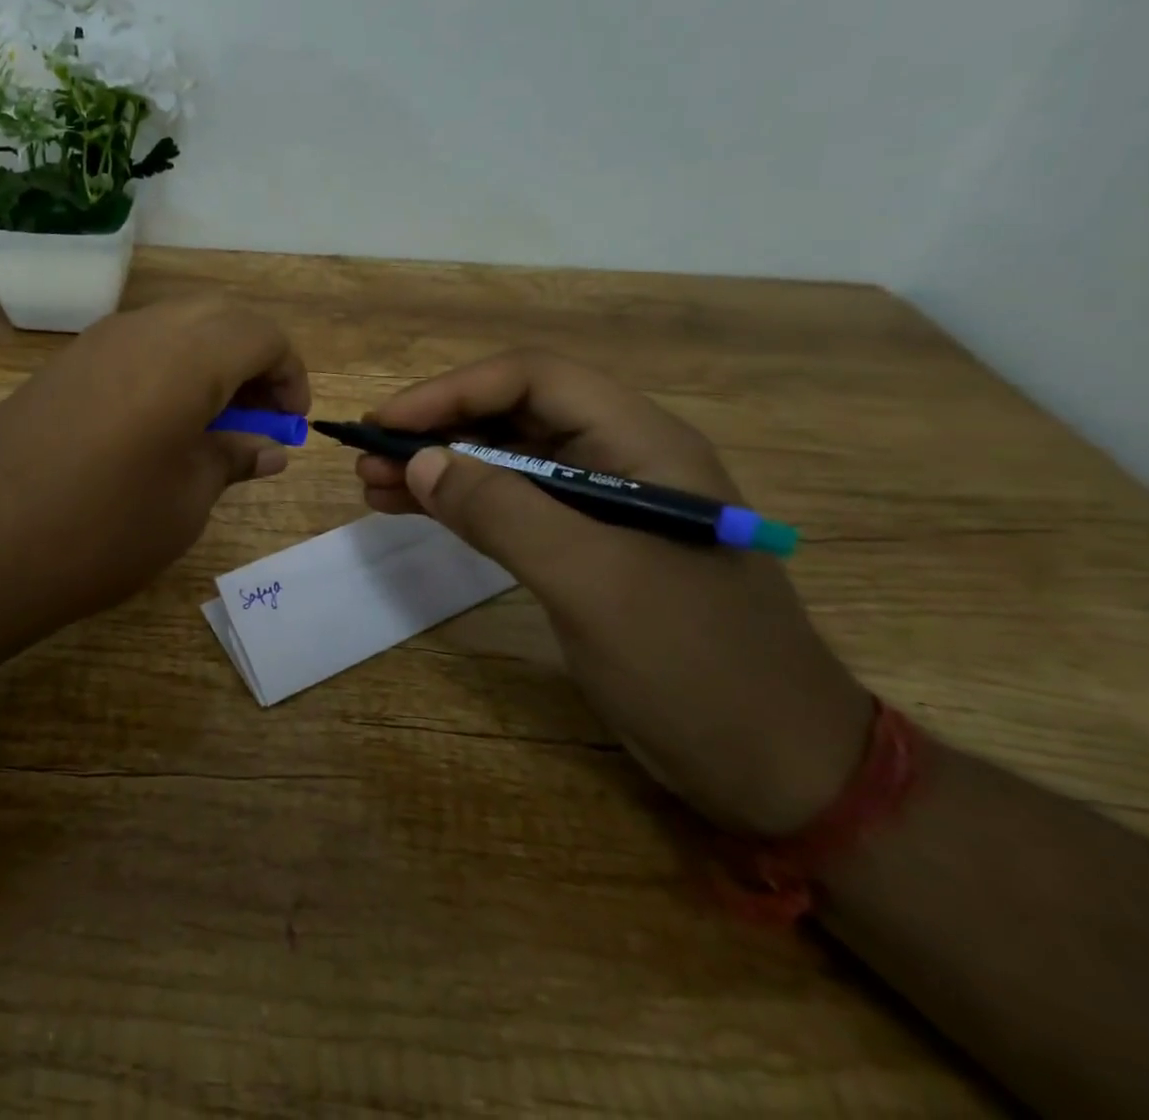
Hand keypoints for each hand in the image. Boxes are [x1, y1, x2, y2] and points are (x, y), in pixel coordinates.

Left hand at [0, 297, 307, 636]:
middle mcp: (142, 330)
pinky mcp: (62, 365)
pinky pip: (134, 347)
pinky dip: (165, 369)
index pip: (263, 334)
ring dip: (208, 362)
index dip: (290, 375)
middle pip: (220, 318)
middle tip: (256, 418)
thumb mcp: (186, 499)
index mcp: (187, 355)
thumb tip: (268, 448)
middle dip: (253, 360)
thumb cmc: (103, 527)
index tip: (290, 423)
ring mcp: (94, 342)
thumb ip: (233, 459)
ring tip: (209, 425)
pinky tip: (156, 426)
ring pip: (174, 327)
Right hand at [357, 351, 872, 835]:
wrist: (780, 769)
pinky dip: (459, 504)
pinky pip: (510, 506)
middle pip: (514, 414)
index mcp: (641, 443)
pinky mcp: (585, 548)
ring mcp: (602, 506)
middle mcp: (620, 458)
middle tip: (368, 457)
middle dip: (437, 429)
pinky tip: (413, 510)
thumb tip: (420, 461)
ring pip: (505, 460)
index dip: (453, 391)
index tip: (388, 423)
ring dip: (440, 465)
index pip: (534, 379)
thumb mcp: (592, 582)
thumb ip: (503, 512)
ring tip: (374, 484)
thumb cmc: (696, 666)